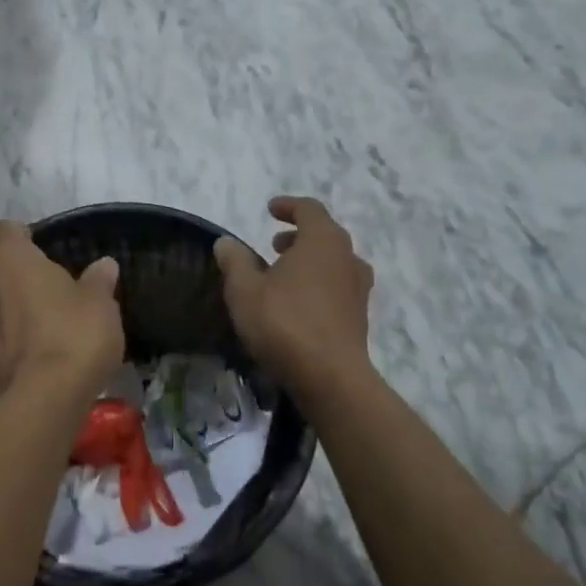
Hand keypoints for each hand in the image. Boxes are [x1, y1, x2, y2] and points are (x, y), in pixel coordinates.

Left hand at [0, 222, 122, 409]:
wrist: (40, 402)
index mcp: (10, 259)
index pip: (4, 230)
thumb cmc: (72, 335)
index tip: (40, 248)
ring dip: (5, 310)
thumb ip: (98, 280)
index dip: (21, 236)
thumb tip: (104, 265)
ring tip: (37, 327)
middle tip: (44, 291)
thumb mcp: (100, 304)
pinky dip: (1, 342)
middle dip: (13, 275)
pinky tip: (27, 358)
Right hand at [215, 197, 373, 398]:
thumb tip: (226, 242)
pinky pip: (338, 287)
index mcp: (323, 240)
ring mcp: (358, 289)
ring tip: (285, 275)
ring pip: (334, 262)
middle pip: (325, 234)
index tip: (270, 209)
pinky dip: (319, 284)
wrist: (331, 378)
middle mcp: (347, 257)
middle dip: (298, 235)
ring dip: (310, 261)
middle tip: (274, 245)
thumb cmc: (285, 323)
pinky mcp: (359, 317)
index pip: (309, 209)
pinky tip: (298, 305)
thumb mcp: (245, 290)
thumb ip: (235, 261)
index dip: (288, 206)